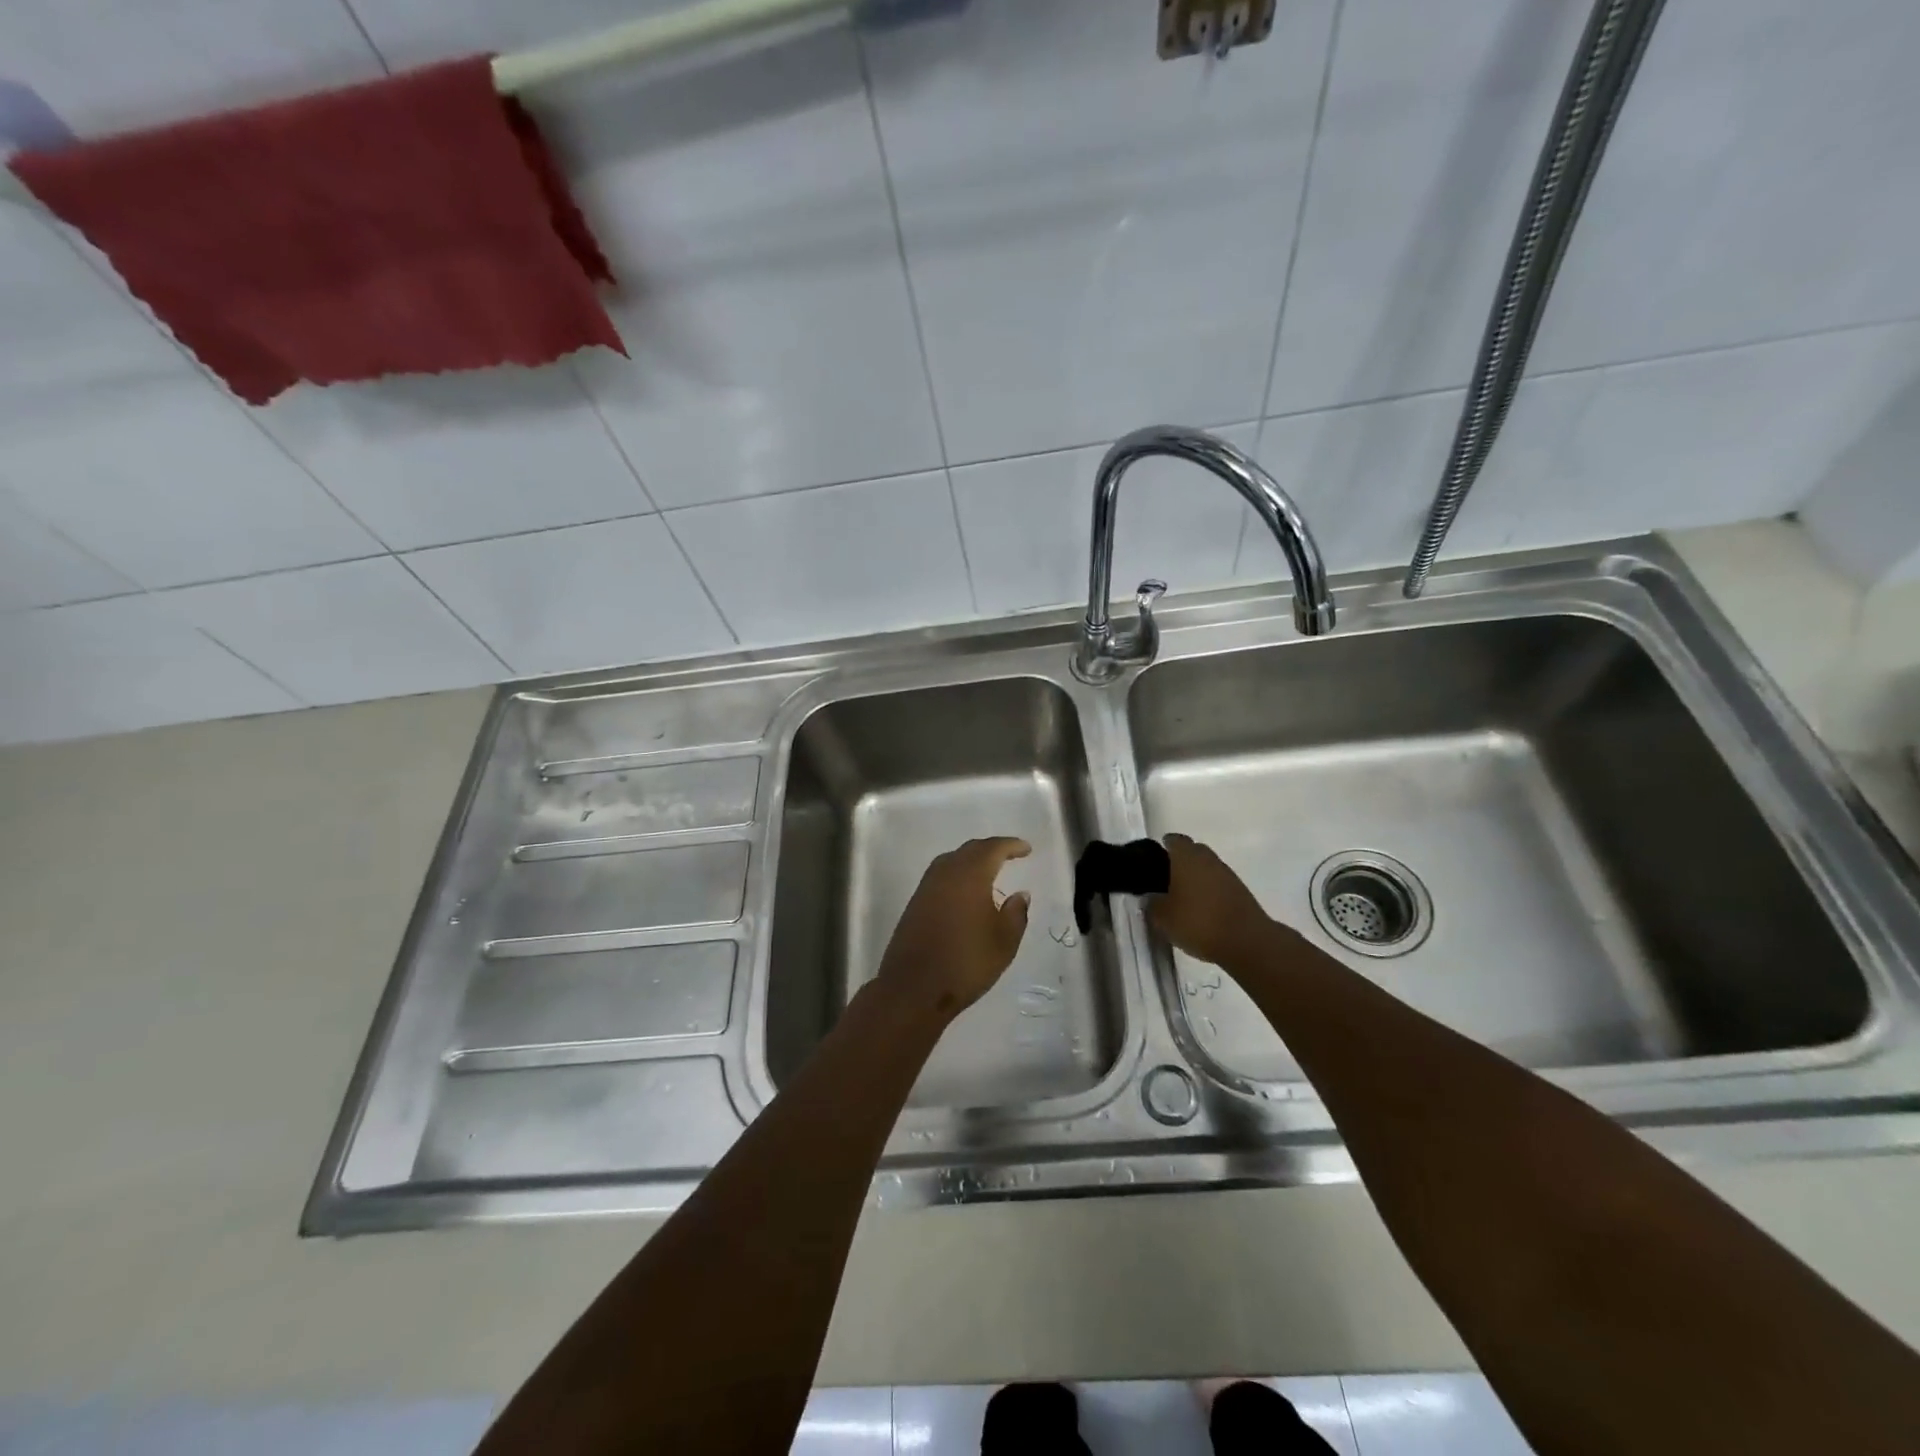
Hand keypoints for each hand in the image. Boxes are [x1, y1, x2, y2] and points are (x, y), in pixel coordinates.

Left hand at [875, 837, 1031, 1021]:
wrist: (914, 988)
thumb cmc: (966, 963)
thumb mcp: (1004, 942)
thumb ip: (1016, 914)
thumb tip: (1020, 895)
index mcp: (970, 875)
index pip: (992, 849)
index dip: (1011, 846)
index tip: (1026, 849)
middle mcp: (945, 873)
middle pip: (970, 850)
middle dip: (991, 849)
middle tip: (1010, 855)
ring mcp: (926, 888)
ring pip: (951, 861)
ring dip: (971, 860)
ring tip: (989, 870)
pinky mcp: (915, 903)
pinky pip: (940, 876)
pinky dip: (957, 874)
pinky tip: (965, 892)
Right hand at [1148, 833, 1275, 967]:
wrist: (1247, 942)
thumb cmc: (1198, 922)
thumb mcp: (1162, 918)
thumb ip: (1152, 903)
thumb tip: (1150, 897)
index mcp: (1187, 857)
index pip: (1173, 840)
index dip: (1163, 847)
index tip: (1154, 861)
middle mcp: (1208, 859)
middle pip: (1193, 852)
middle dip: (1180, 862)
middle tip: (1166, 880)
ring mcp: (1228, 875)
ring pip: (1207, 868)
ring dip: (1197, 878)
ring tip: (1183, 898)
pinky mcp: (1241, 893)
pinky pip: (1219, 885)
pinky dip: (1210, 892)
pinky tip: (1202, 910)